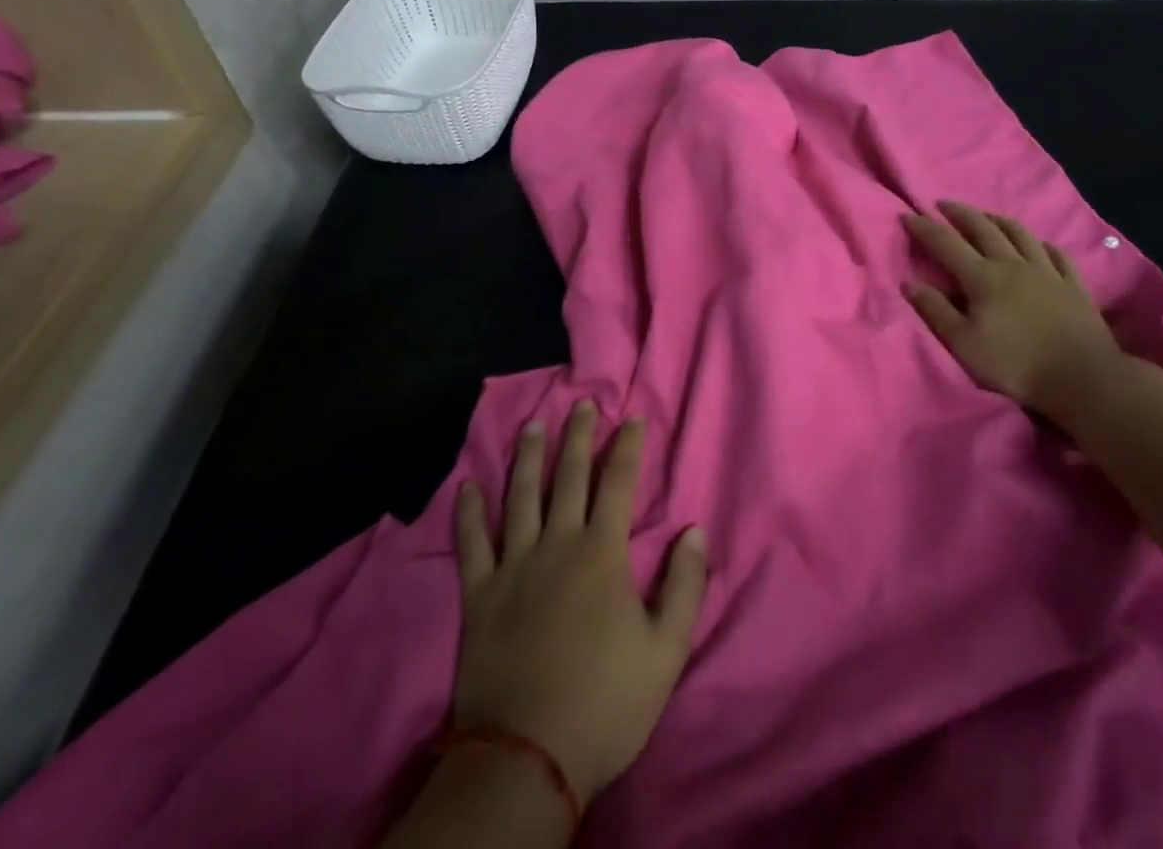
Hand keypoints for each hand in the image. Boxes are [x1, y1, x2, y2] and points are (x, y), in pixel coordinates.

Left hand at [451, 403, 707, 806]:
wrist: (526, 758)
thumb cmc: (604, 703)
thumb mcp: (666, 651)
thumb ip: (684, 586)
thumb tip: (694, 531)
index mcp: (602, 552)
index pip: (618, 483)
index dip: (627, 447)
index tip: (632, 418)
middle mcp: (557, 544)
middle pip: (569, 476)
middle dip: (579, 436)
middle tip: (582, 404)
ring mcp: (513, 566)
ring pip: (520, 497)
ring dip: (528, 457)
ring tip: (532, 425)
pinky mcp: (478, 595)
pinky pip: (470, 544)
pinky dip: (468, 514)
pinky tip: (468, 488)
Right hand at [902, 201, 1128, 422]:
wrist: (1082, 376)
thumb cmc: (1015, 364)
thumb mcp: (964, 344)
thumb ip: (936, 311)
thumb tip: (909, 283)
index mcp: (983, 277)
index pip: (946, 244)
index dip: (925, 228)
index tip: (908, 215)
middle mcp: (1013, 264)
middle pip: (983, 228)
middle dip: (960, 213)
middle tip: (943, 204)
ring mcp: (1046, 271)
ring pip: (1020, 234)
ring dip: (998, 220)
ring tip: (986, 216)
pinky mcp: (1073, 284)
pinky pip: (1056, 254)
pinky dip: (1042, 244)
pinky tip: (1039, 244)